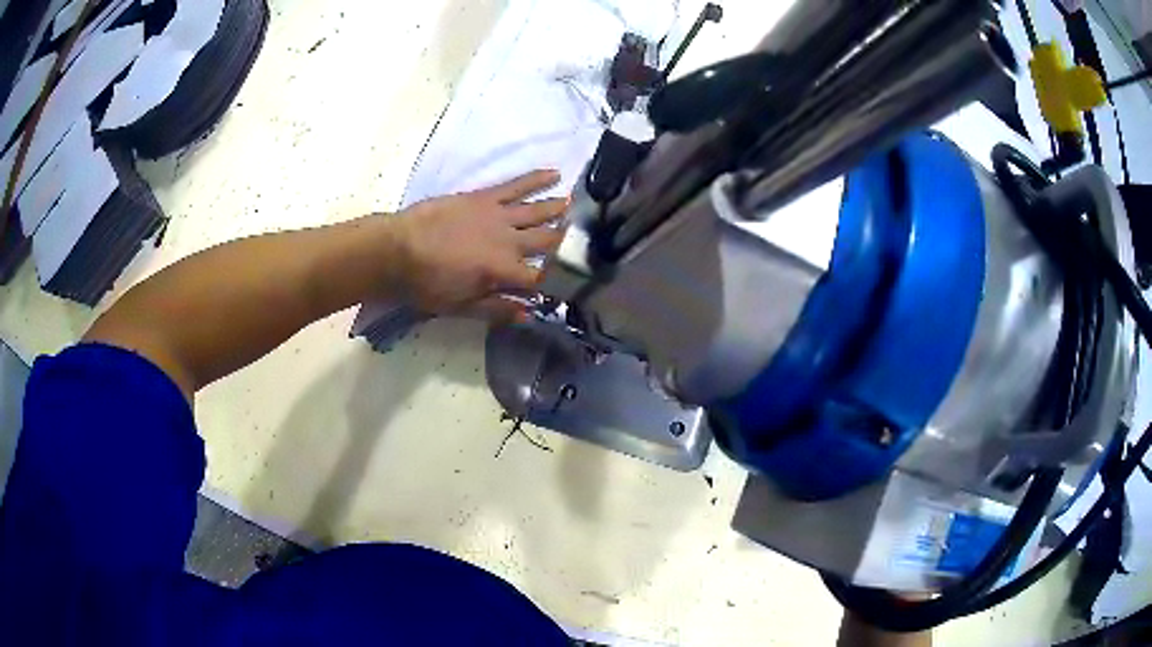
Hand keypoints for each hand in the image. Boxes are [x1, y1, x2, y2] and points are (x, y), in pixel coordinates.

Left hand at [390, 170, 566, 322]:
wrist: (396, 250)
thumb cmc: (426, 284)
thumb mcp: (460, 307)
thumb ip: (496, 309)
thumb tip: (529, 315)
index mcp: (504, 271)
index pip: (543, 278)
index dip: (560, 282)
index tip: (578, 283)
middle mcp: (509, 241)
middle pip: (547, 242)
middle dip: (568, 243)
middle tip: (590, 240)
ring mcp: (498, 215)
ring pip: (537, 212)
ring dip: (558, 210)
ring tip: (577, 207)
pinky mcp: (484, 197)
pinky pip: (515, 186)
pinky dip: (535, 179)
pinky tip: (554, 173)